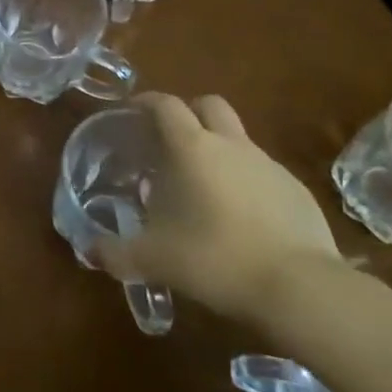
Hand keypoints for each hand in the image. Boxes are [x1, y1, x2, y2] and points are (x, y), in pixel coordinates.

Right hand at [92, 93, 342, 326]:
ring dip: (219, 150)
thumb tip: (90, 250)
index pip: (165, 105)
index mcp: (192, 148)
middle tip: (171, 141)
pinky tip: (241, 219)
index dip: (146, 102)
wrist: (301, 289)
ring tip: (203, 188)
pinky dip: (247, 183)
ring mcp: (269, 166)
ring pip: (238, 140)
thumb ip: (117, 252)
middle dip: (189, 113)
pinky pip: (264, 173)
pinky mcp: (298, 192)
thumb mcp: (154, 260)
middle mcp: (231, 145)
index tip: (132, 112)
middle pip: (209, 104)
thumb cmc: (215, 258)